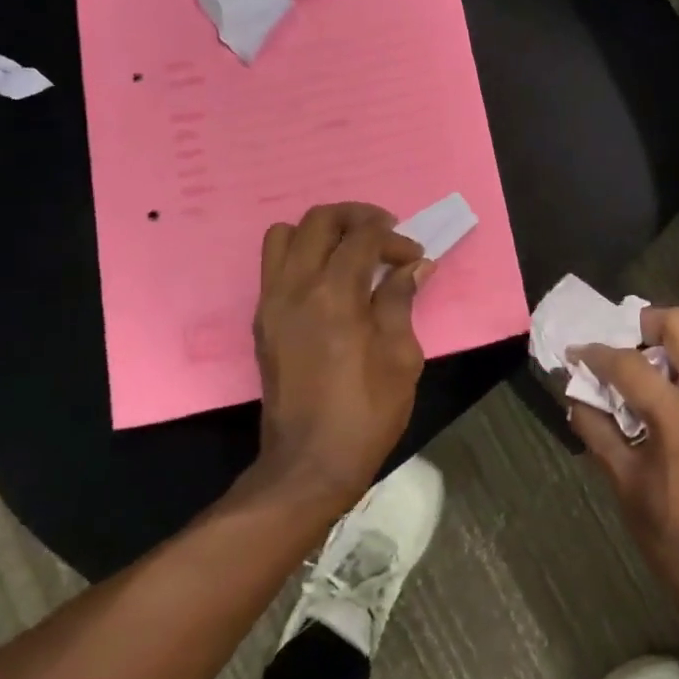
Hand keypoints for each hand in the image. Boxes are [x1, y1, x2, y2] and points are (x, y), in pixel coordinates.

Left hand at [248, 202, 429, 509]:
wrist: (310, 462)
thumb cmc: (367, 411)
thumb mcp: (401, 356)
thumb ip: (401, 301)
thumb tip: (414, 267)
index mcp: (334, 296)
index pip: (362, 238)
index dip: (394, 239)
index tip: (415, 257)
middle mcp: (295, 288)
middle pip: (319, 221)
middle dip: (357, 217)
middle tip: (385, 233)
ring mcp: (271, 303)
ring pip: (284, 235)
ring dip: (321, 233)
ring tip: (351, 251)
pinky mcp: (262, 321)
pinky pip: (275, 266)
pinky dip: (303, 256)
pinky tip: (331, 280)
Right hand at [567, 308, 678, 624]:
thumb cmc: (675, 541)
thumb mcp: (626, 486)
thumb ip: (597, 432)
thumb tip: (574, 397)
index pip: (632, 365)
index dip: (598, 354)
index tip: (577, 352)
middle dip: (646, 323)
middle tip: (622, 342)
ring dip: (675, 338)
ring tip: (647, 360)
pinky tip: (673, 387)